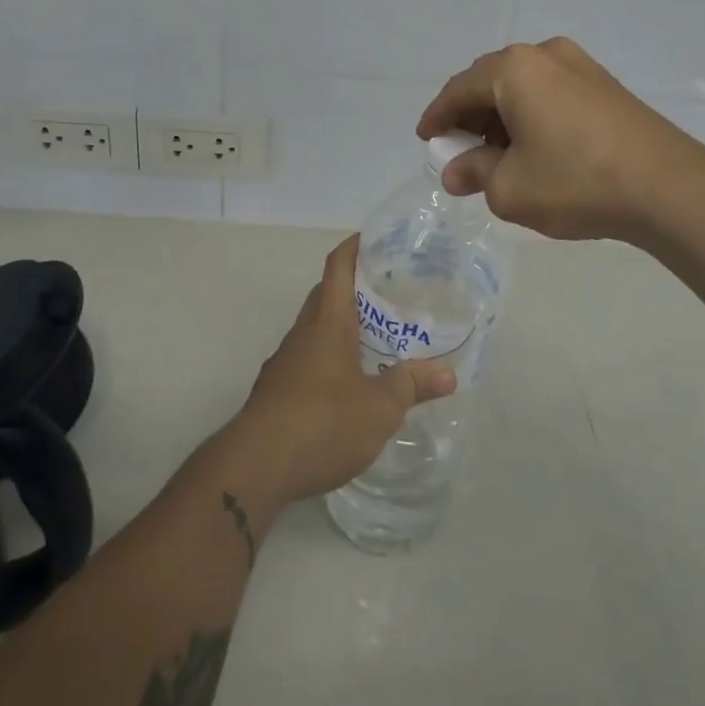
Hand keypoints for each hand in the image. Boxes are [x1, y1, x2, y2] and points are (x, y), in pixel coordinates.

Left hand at [228, 236, 455, 506]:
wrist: (255, 466)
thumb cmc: (321, 422)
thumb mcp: (379, 407)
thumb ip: (412, 385)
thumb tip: (449, 373)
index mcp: (327, 322)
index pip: (338, 266)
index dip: (355, 246)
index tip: (377, 239)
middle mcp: (304, 332)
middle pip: (328, 295)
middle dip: (357, 288)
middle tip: (393, 292)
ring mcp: (286, 361)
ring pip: (318, 328)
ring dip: (345, 325)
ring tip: (380, 336)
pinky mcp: (278, 389)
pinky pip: (309, 357)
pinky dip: (332, 357)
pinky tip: (351, 382)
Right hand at [417, 37, 704, 243]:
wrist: (669, 187)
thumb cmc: (577, 181)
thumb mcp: (510, 188)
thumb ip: (475, 174)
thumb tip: (456, 173)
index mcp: (513, 70)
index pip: (458, 90)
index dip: (437, 116)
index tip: (425, 138)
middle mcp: (544, 55)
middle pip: (489, 81)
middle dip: (470, 114)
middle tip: (461, 149)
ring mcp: (579, 65)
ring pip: (522, 85)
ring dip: (501, 114)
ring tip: (498, 153)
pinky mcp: (604, 83)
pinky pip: (550, 90)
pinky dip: (531, 113)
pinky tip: (535, 145)